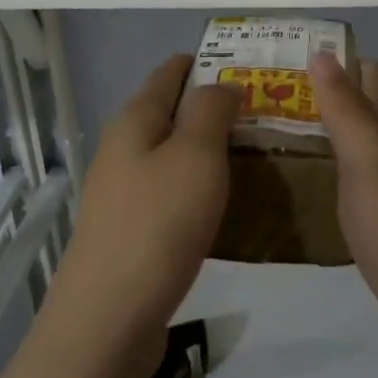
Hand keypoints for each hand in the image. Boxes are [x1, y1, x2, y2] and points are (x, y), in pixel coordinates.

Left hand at [51, 54, 238, 377]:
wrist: (110, 315)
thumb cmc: (159, 223)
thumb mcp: (195, 155)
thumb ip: (211, 110)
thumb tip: (221, 85)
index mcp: (134, 120)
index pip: (170, 73)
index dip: (208, 63)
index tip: (251, 68)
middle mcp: (122, 148)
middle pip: (170, 113)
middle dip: (214, 108)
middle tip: (267, 115)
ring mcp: (122, 190)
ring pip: (171, 154)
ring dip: (209, 150)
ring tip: (256, 155)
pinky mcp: (130, 228)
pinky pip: (170, 191)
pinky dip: (199, 186)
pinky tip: (227, 202)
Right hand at [311, 52, 377, 377]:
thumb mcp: (371, 169)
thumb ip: (347, 113)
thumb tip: (325, 55)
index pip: (371, 80)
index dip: (334, 65)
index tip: (285, 60)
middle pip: (372, 116)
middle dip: (329, 101)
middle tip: (270, 99)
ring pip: (371, 155)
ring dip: (335, 140)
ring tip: (284, 137)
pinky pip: (370, 193)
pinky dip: (343, 181)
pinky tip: (321, 193)